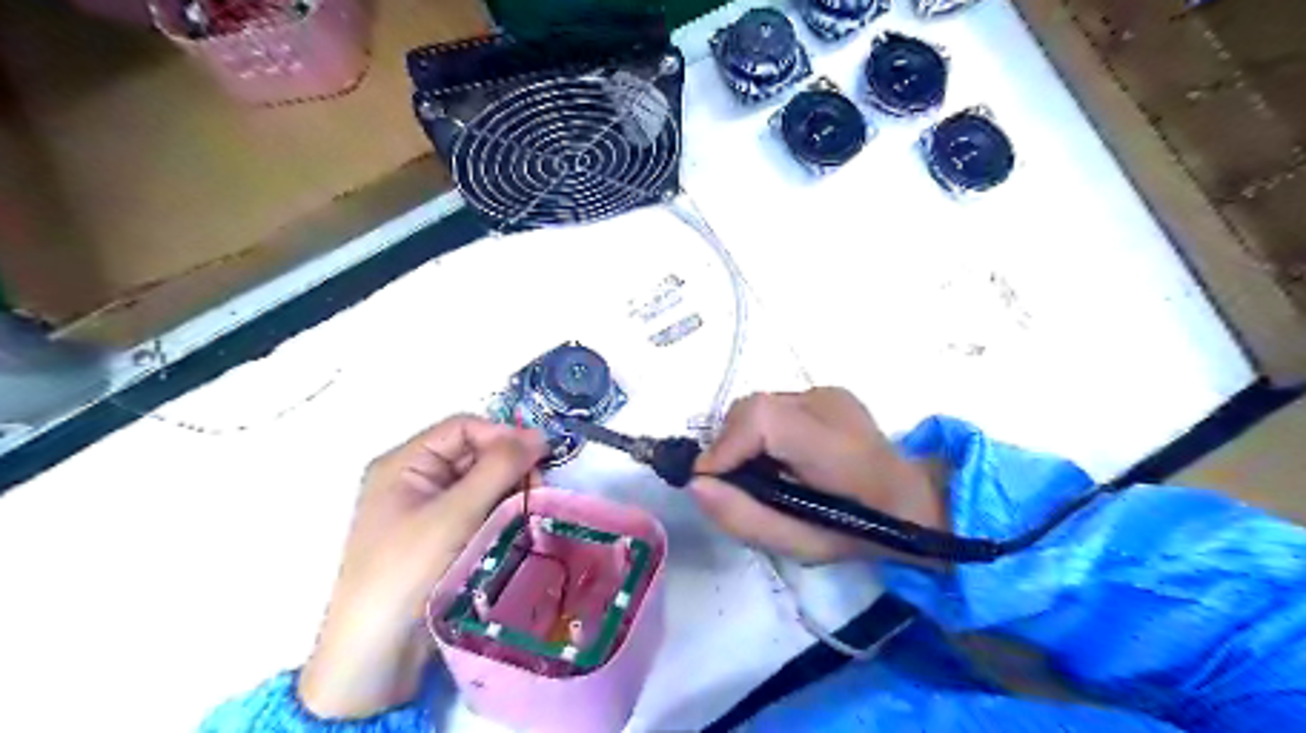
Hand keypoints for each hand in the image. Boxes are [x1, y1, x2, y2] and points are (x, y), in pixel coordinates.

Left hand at [298, 414, 547, 716]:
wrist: (376, 651)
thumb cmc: (408, 568)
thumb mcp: (456, 512)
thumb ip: (498, 467)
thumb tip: (539, 435)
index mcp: (404, 463)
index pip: (463, 428)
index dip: (502, 435)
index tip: (540, 456)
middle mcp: (414, 479)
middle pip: (474, 453)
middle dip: (509, 466)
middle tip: (537, 489)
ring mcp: (428, 510)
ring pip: (482, 483)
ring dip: (509, 492)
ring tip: (530, 511)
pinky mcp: (442, 537)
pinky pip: (480, 510)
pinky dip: (501, 513)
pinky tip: (518, 526)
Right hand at [686, 390, 944, 566]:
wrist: (915, 503)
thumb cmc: (860, 533)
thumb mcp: (801, 545)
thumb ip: (744, 517)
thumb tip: (696, 484)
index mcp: (835, 445)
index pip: (762, 418)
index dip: (725, 446)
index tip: (709, 481)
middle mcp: (830, 404)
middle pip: (754, 409)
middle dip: (731, 445)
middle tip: (735, 484)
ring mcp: (829, 393)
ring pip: (760, 406)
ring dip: (745, 439)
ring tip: (760, 474)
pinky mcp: (826, 392)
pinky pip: (775, 407)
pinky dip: (762, 432)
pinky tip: (779, 458)